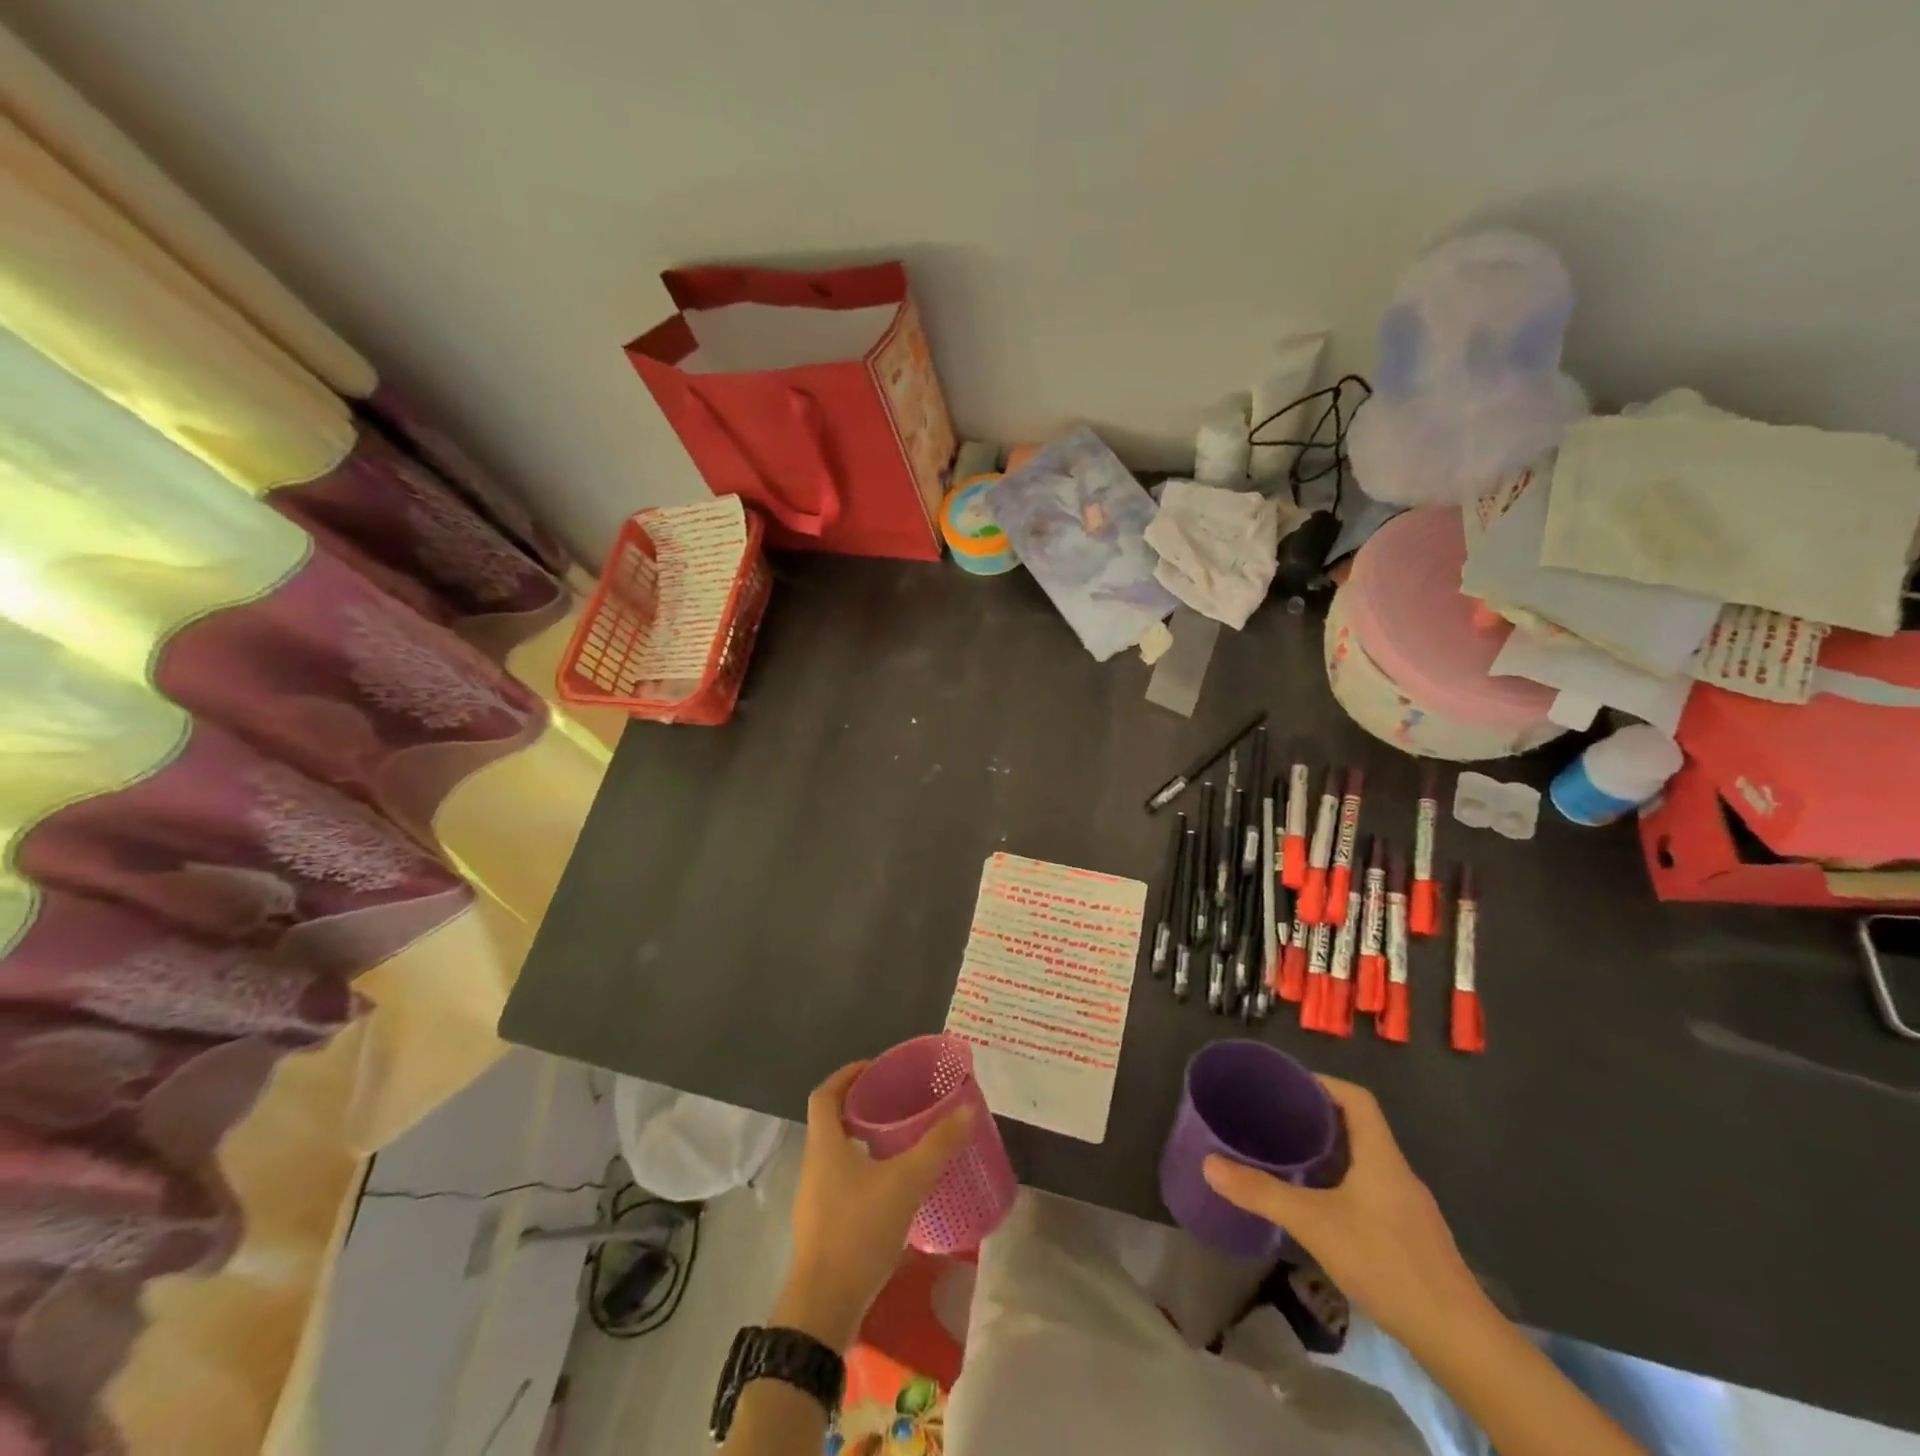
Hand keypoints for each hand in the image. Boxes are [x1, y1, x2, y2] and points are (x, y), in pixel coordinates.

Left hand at [775, 1061, 973, 1350]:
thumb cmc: (858, 1232)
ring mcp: (814, 1200)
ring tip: (901, 1141)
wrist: (823, 1309)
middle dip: (862, 1107)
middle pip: (831, 1122)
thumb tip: (967, 1110)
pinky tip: (893, 1188)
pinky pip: (842, 1184)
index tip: (875, 1068)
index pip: (825, 1094)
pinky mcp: (822, 1228)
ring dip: (863, 1141)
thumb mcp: (905, 1183)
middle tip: (898, 1102)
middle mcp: (814, 1165)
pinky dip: (864, 1173)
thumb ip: (937, 1146)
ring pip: (837, 1154)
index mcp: (824, 1145)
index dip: (847, 1075)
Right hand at [1202, 1076, 1483, 1346]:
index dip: (1323, 1083)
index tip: (1287, 1086)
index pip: (1356, 1098)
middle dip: (1318, 1118)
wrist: (1458, 1338)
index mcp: (1380, 1154)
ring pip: (1365, 1161)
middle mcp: (1397, 1171)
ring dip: (1330, 1153)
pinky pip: (1371, 1190)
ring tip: (1289, 1157)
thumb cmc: (1386, 1262)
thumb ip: (1262, 1193)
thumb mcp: (1314, 1223)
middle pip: (1359, 1126)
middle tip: (1276, 1120)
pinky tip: (1320, 1207)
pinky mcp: (1411, 1236)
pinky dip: (1343, 1184)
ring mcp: (1408, 1206)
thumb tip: (1209, 1164)